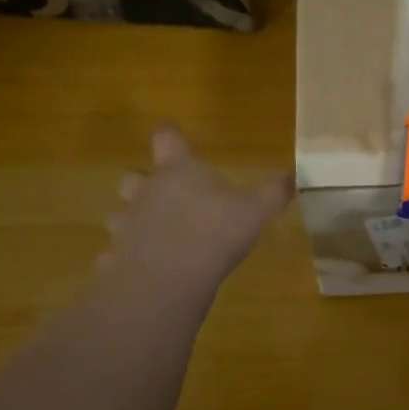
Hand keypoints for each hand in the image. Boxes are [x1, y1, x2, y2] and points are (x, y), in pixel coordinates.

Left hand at [99, 126, 292, 291]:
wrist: (168, 276)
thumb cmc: (215, 232)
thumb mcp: (255, 212)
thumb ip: (273, 193)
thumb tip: (293, 175)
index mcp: (179, 171)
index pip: (167, 139)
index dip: (169, 134)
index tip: (169, 132)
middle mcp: (147, 191)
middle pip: (133, 177)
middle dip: (142, 183)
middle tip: (159, 194)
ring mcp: (127, 223)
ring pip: (120, 215)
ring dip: (131, 221)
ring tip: (150, 235)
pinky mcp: (116, 256)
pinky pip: (116, 254)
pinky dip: (125, 259)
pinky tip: (140, 270)